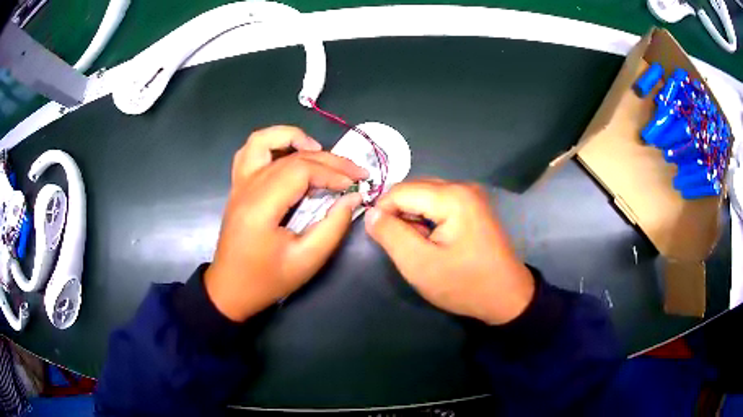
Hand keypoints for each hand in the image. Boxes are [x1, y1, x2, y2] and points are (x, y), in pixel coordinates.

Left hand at [205, 126, 367, 321]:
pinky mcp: (238, 187)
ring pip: (261, 140)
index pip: (300, 170)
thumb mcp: (307, 260)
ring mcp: (239, 184)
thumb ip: (333, 226)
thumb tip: (353, 197)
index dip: (332, 172)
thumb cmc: (267, 280)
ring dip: (291, 137)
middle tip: (354, 171)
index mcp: (261, 206)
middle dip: (327, 159)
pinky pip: (250, 152)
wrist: (230, 290)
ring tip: (317, 150)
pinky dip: (272, 144)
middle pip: (290, 156)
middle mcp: (247, 187)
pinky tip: (289, 155)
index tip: (356, 183)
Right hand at [364, 179, 534, 324]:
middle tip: (398, 244)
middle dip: (398, 214)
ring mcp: (471, 195)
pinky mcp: (474, 206)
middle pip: (414, 189)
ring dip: (412, 216)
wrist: (506, 297)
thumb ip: (391, 235)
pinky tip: (431, 240)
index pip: (400, 191)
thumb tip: (371, 213)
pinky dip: (427, 218)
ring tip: (416, 245)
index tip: (378, 238)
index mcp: (452, 196)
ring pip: (425, 195)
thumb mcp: (420, 265)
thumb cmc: (464, 284)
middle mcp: (462, 186)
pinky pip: (439, 203)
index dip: (382, 211)